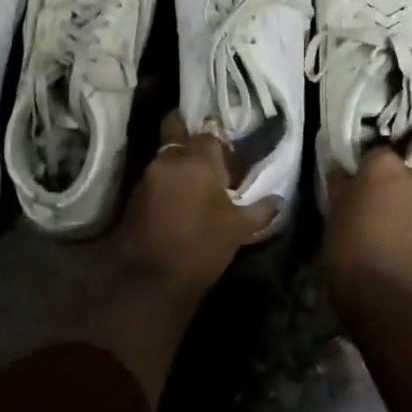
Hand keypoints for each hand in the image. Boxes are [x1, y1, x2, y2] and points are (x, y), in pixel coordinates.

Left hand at [118, 111, 279, 300]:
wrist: (152, 280)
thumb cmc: (201, 247)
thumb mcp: (239, 229)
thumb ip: (260, 209)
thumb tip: (278, 199)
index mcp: (196, 161)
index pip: (209, 135)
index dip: (222, 148)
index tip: (231, 165)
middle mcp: (168, 160)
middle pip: (176, 131)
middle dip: (188, 135)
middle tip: (206, 156)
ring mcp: (147, 177)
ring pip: (165, 156)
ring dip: (178, 164)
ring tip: (195, 186)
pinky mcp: (134, 196)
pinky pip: (155, 178)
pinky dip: (167, 183)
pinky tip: (178, 202)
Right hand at [322, 149, 411, 312]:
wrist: (386, 295)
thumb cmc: (350, 244)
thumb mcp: (334, 209)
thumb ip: (340, 182)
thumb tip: (341, 169)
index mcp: (386, 164)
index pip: (375, 152)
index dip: (364, 167)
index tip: (353, 180)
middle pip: (405, 171)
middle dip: (394, 182)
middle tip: (373, 200)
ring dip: (406, 204)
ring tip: (385, 224)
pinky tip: (397, 241)